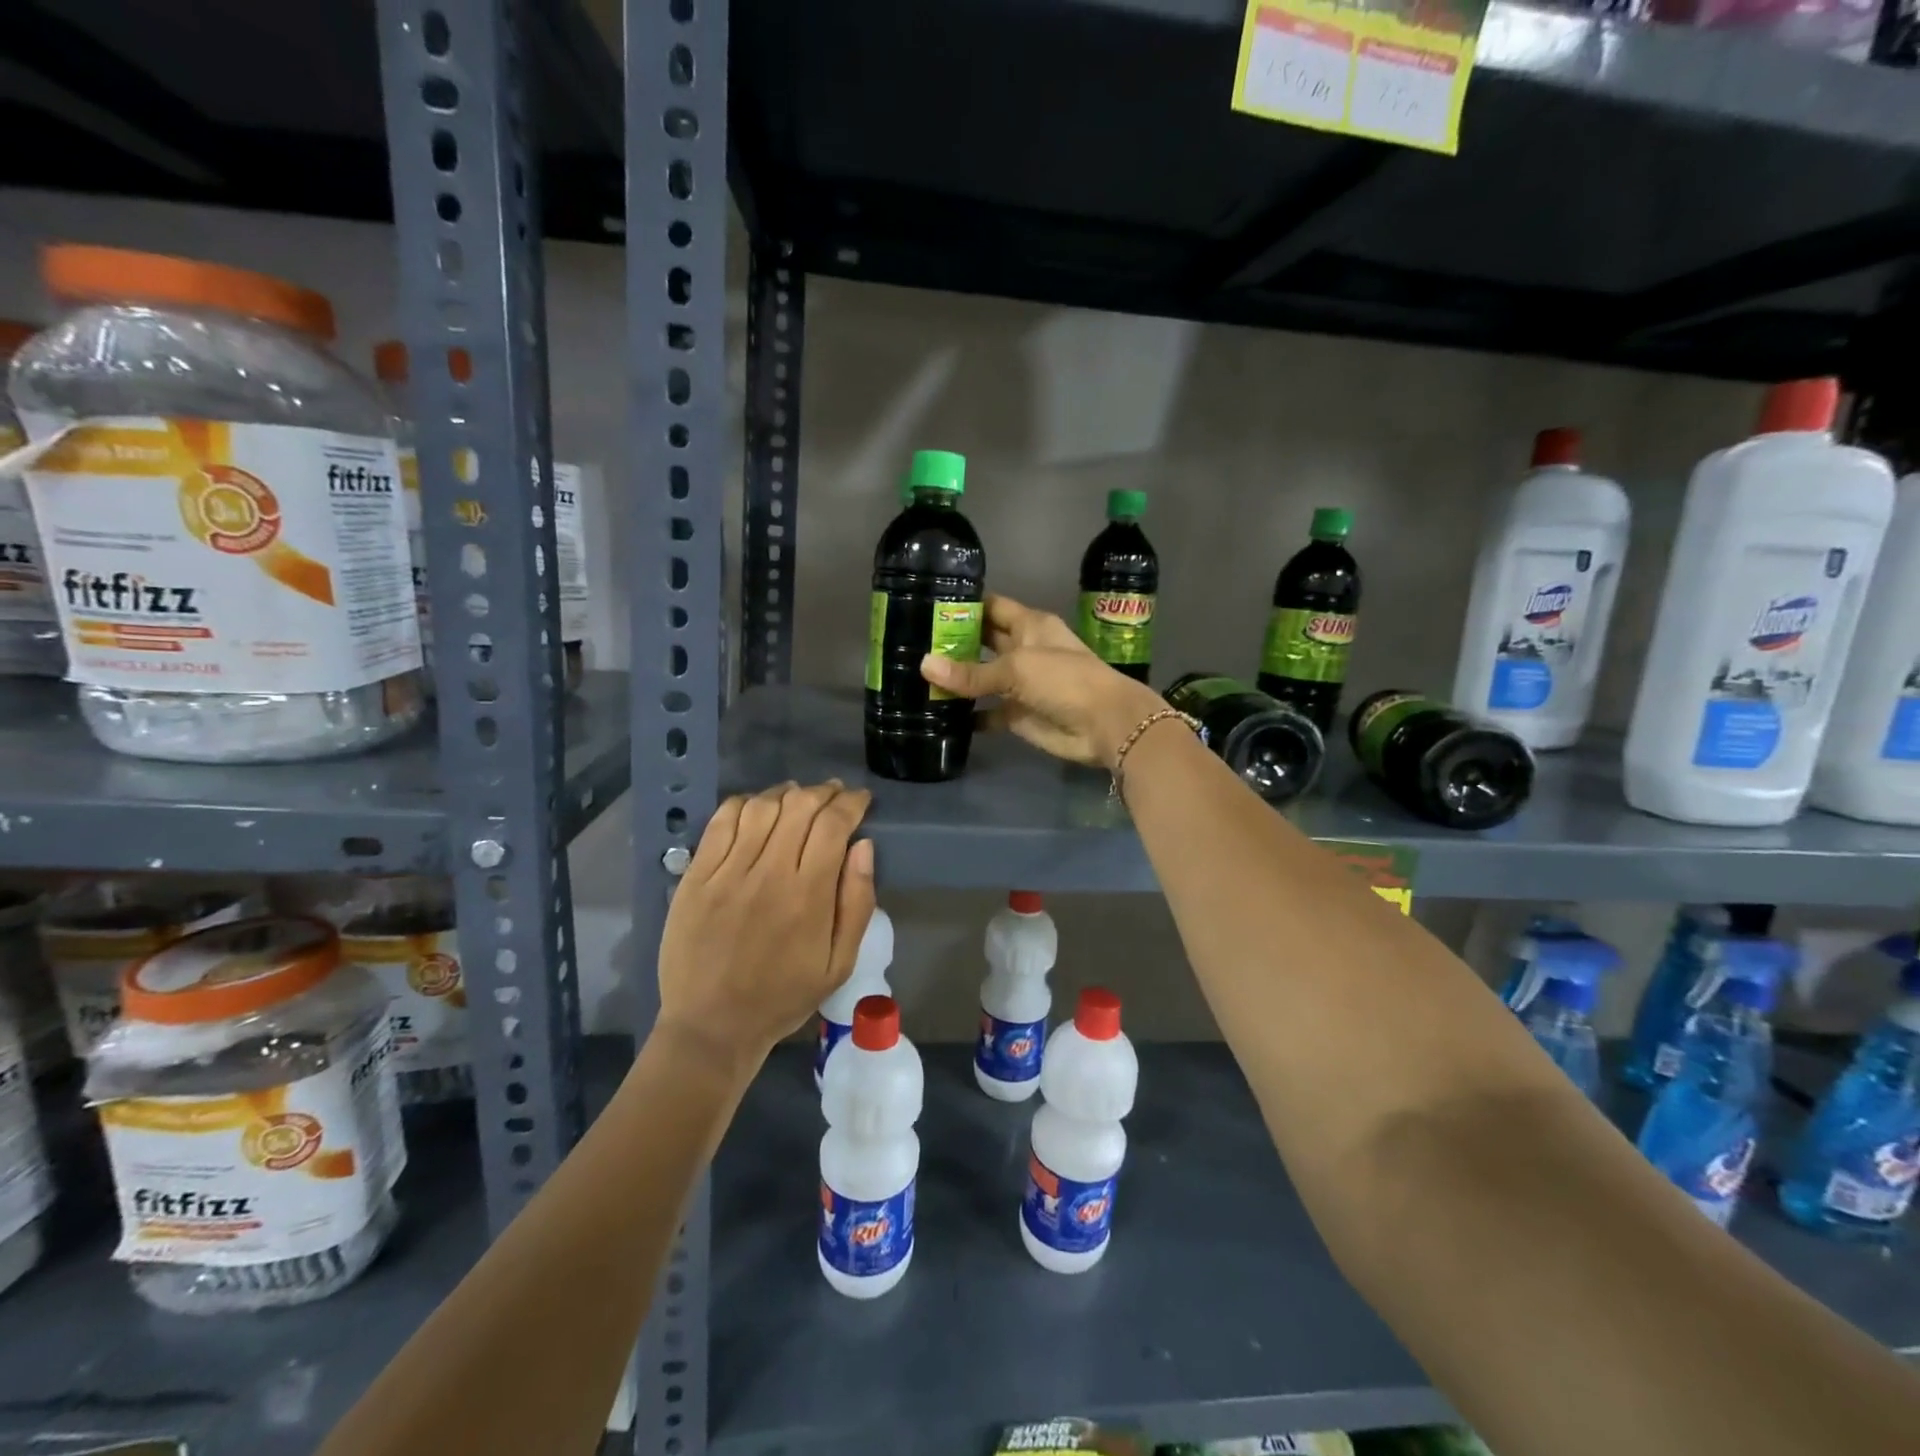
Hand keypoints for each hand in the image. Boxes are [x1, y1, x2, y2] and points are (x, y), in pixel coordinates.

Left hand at [656, 781, 874, 1065]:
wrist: (712, 1025)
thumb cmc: (783, 996)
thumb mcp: (839, 964)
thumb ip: (857, 903)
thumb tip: (863, 847)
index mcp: (807, 895)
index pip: (833, 825)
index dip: (851, 802)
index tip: (861, 799)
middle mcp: (768, 873)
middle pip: (799, 807)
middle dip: (824, 792)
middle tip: (834, 795)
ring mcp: (727, 872)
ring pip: (761, 807)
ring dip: (786, 794)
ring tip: (799, 797)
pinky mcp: (696, 876)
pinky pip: (721, 822)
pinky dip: (744, 804)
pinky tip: (757, 808)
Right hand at [919, 593, 1165, 767]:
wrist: (1104, 725)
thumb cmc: (1065, 680)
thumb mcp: (1016, 668)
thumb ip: (971, 672)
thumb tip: (924, 666)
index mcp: (1029, 626)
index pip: (991, 607)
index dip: (964, 605)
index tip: (927, 603)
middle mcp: (1022, 650)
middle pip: (982, 642)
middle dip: (952, 643)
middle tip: (911, 642)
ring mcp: (1020, 684)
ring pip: (981, 678)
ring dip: (956, 680)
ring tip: (914, 677)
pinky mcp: (1017, 714)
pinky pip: (986, 713)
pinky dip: (967, 715)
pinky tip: (936, 714)